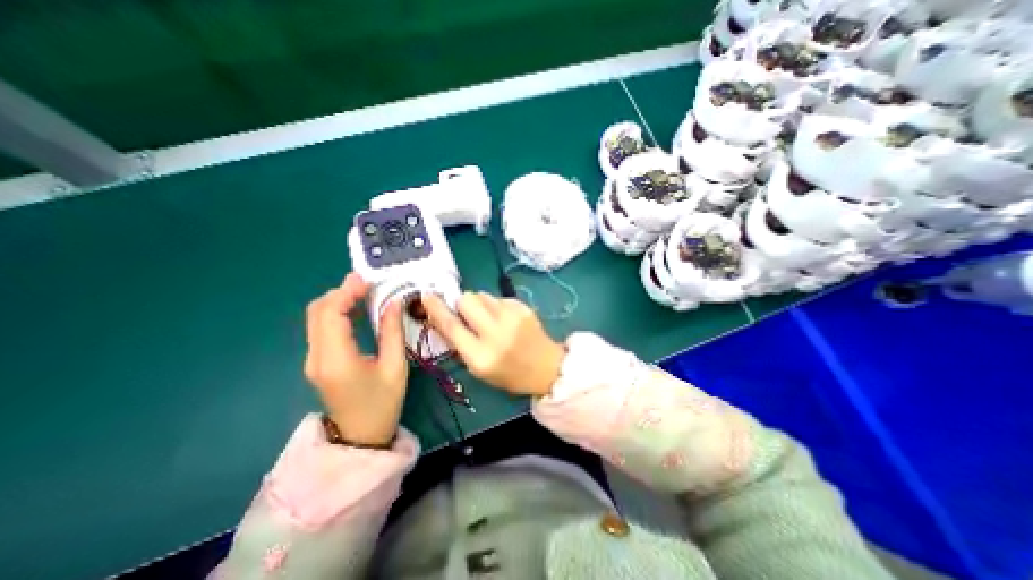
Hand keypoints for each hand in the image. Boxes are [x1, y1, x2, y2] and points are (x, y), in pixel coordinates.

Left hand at [304, 273, 407, 444]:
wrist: (361, 437)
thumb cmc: (383, 403)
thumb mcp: (396, 367)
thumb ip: (392, 331)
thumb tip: (393, 303)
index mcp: (337, 359)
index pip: (330, 314)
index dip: (345, 292)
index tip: (366, 280)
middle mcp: (317, 357)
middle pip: (317, 312)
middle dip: (339, 292)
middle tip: (366, 284)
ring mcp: (313, 360)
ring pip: (315, 318)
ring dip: (337, 301)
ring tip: (363, 292)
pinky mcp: (317, 362)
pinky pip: (321, 329)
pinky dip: (335, 313)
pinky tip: (355, 310)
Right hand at [421, 293, 564, 396]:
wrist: (546, 367)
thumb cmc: (509, 374)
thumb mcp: (479, 369)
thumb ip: (460, 343)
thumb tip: (445, 317)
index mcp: (481, 356)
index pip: (451, 326)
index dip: (436, 309)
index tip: (427, 296)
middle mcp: (496, 333)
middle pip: (467, 300)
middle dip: (461, 304)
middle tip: (468, 315)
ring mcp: (512, 317)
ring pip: (482, 295)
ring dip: (480, 304)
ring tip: (490, 318)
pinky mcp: (523, 307)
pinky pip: (498, 297)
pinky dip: (496, 306)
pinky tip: (505, 319)